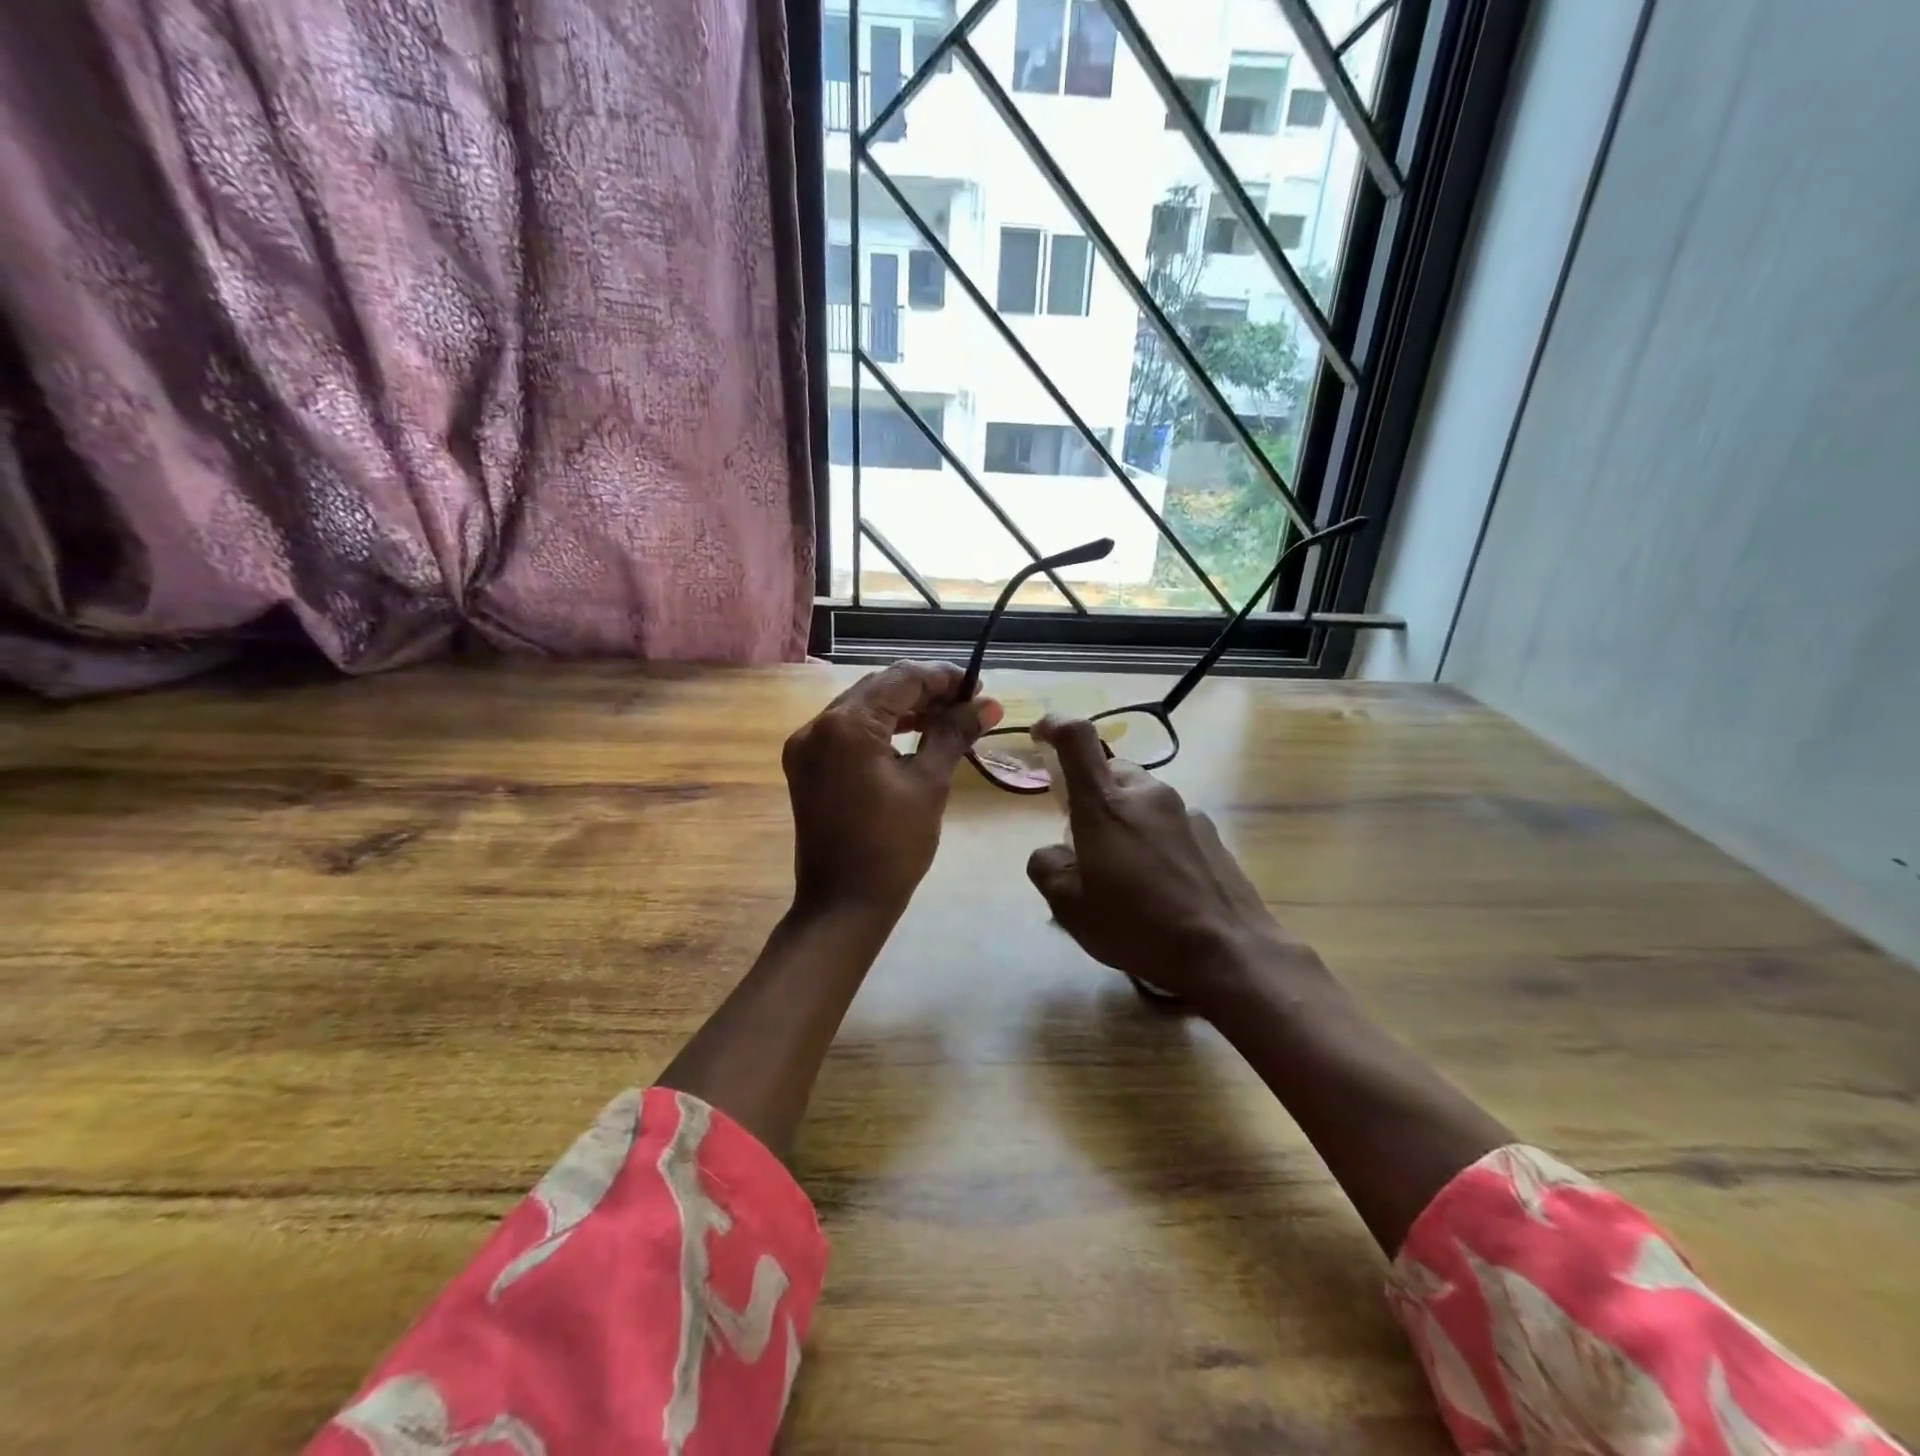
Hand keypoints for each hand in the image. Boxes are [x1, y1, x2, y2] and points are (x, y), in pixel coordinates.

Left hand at [783, 660, 1000, 917]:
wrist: (843, 906)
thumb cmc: (892, 848)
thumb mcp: (929, 786)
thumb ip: (953, 734)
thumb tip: (988, 704)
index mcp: (847, 726)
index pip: (902, 679)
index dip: (944, 678)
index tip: (979, 688)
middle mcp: (817, 725)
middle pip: (878, 686)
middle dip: (924, 689)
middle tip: (967, 703)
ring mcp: (805, 745)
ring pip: (861, 705)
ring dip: (903, 706)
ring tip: (947, 716)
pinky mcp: (805, 764)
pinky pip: (846, 729)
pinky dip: (880, 726)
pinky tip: (911, 733)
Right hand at [1024, 716, 1316, 1007]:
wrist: (1228, 952)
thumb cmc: (1137, 926)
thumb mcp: (1069, 907)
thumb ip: (1047, 867)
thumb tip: (1053, 852)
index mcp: (1106, 804)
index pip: (1077, 739)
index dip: (1055, 725)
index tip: (1040, 735)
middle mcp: (1147, 794)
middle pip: (1110, 772)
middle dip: (1090, 794)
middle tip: (1083, 839)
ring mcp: (1185, 811)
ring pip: (1141, 798)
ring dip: (1124, 818)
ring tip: (1124, 870)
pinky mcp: (1211, 832)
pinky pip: (1168, 821)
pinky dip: (1153, 837)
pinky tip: (1160, 882)